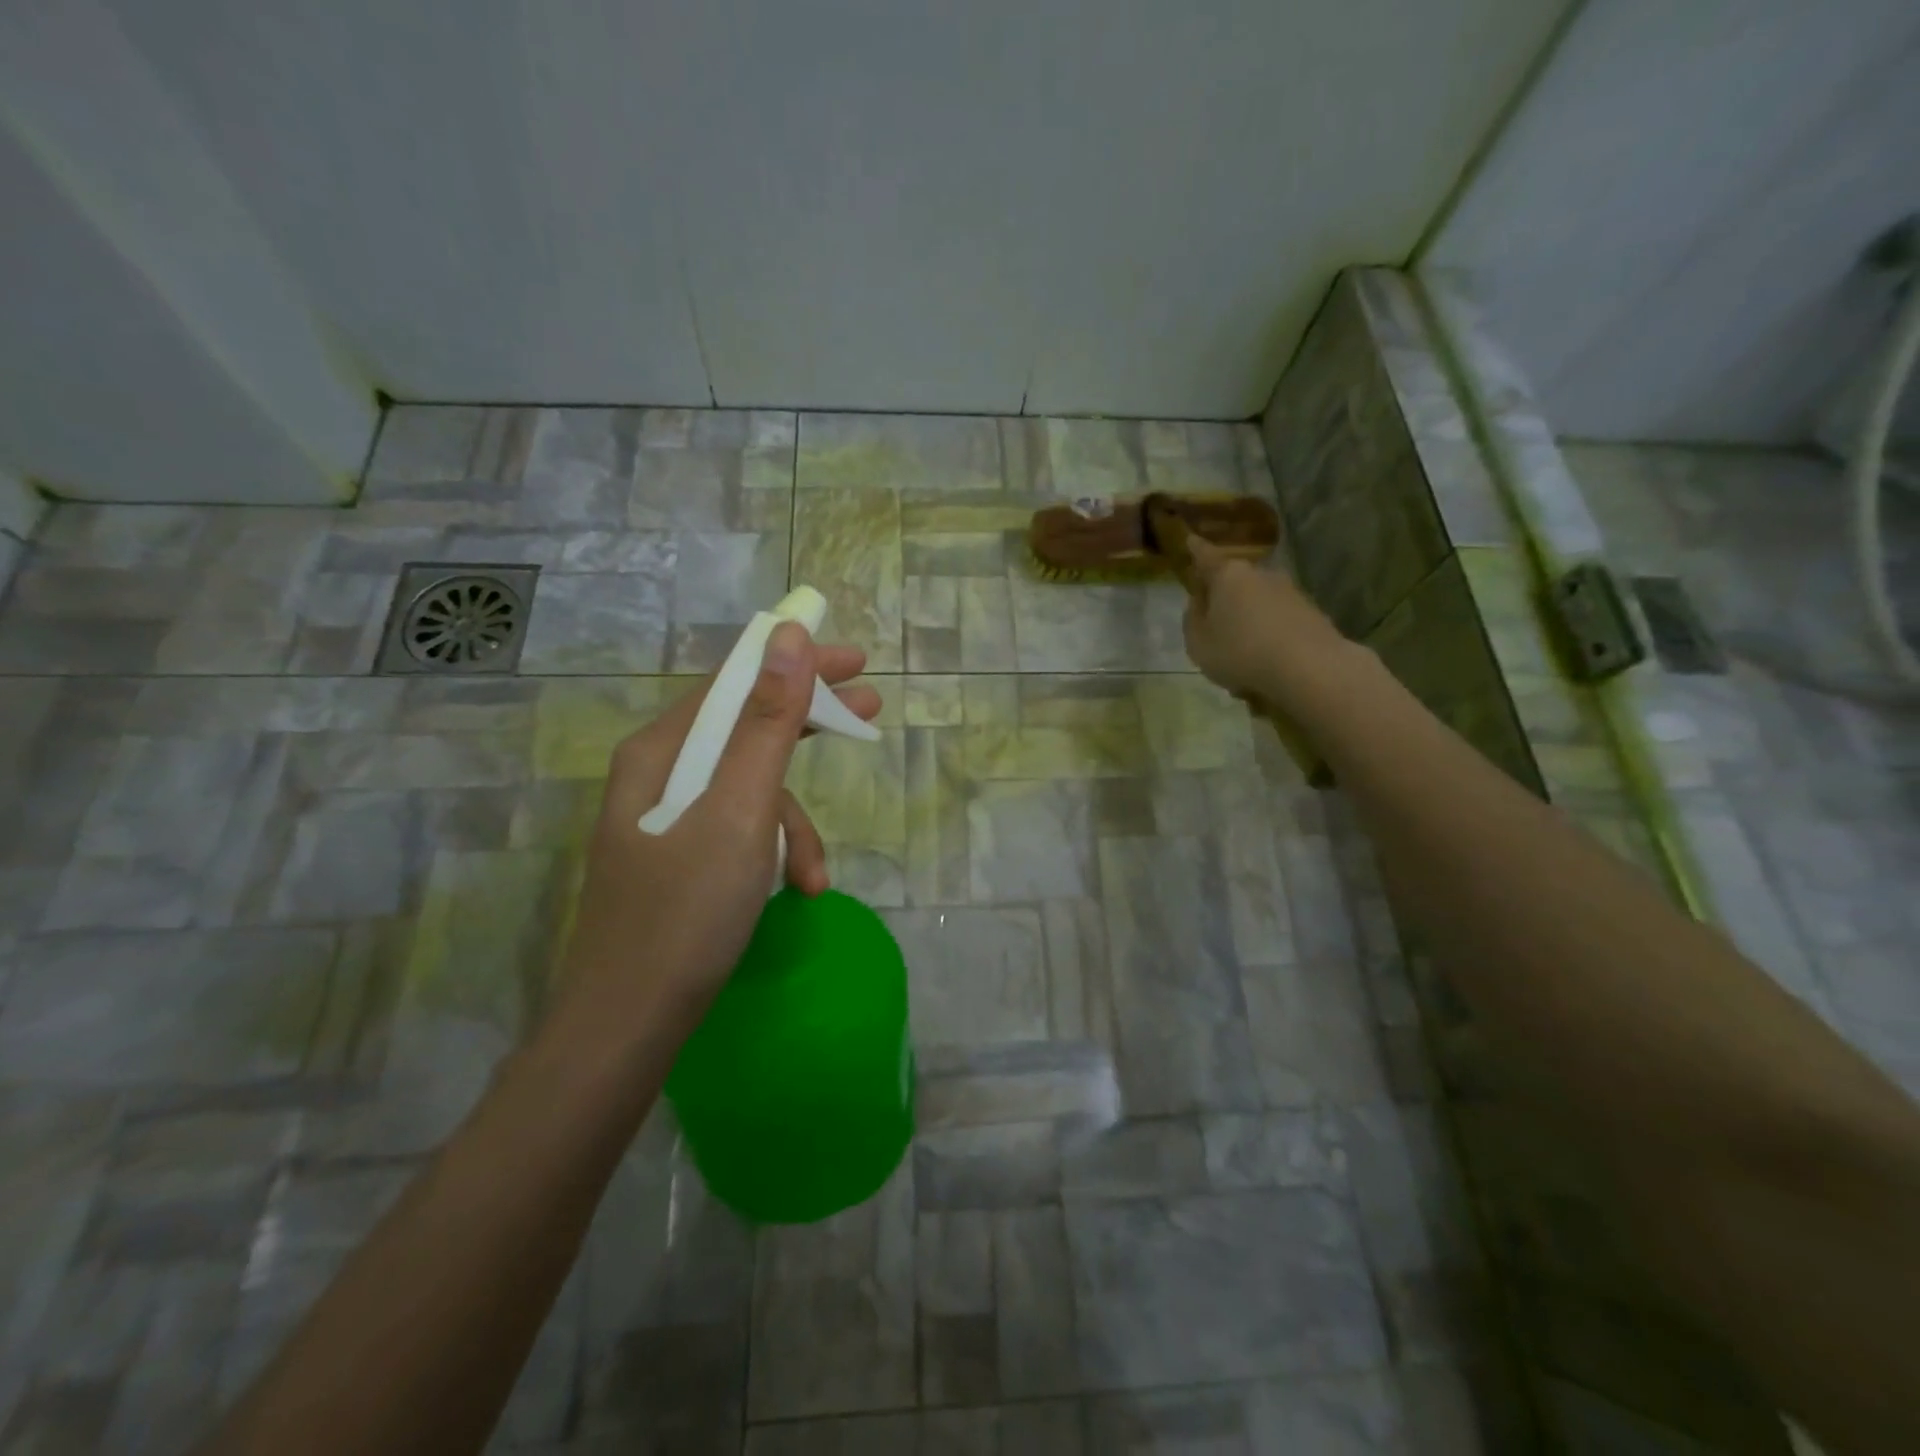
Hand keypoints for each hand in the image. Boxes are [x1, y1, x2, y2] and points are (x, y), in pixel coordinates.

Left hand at [554, 623, 881, 1039]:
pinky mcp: (678, 860)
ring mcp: (666, 820)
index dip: (796, 665)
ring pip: (748, 791)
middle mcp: (657, 775)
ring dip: (794, 823)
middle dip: (807, 725)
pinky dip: (772, 852)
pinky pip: (738, 831)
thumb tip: (787, 638)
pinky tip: (795, 891)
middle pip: (744, 728)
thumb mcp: (740, 811)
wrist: (627, 1027)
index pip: (736, 682)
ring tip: (816, 874)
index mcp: (660, 751)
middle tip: (869, 711)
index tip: (855, 662)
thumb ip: (767, 723)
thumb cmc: (685, 913)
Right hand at [1181, 536, 1348, 704]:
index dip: (1195, 549)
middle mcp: (1260, 574)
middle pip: (1234, 582)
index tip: (1190, 539)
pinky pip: (1277, 620)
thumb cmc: (1240, 652)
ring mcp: (1289, 591)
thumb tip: (1200, 603)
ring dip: (1247, 620)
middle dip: (1222, 598)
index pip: (1205, 556)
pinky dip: (1268, 635)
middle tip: (1212, 625)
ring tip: (1240, 655)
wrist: (1309, 667)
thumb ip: (1193, 619)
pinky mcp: (1311, 612)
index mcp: (1228, 575)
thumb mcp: (1198, 643)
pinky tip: (1264, 663)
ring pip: (1257, 603)